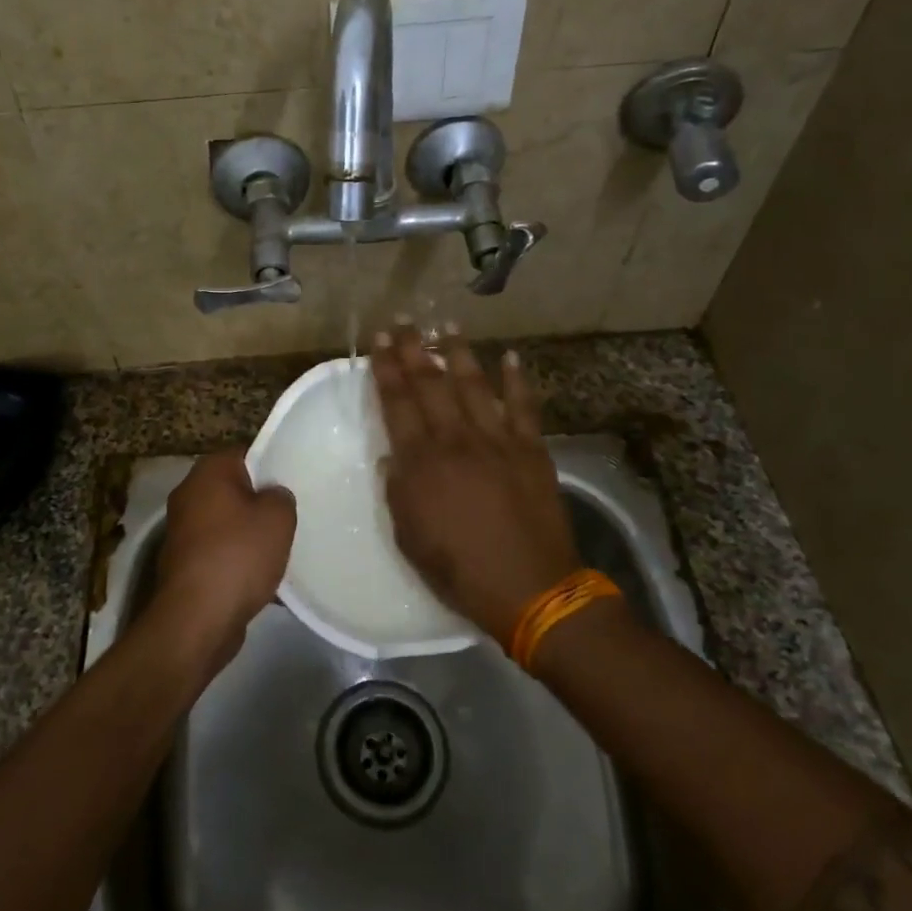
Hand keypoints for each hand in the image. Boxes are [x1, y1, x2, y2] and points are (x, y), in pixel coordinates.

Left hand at [154, 451, 295, 658]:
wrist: (197, 618)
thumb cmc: (238, 555)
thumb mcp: (278, 517)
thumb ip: (281, 496)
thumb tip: (273, 496)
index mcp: (208, 472)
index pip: (244, 453)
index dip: (270, 464)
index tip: (291, 482)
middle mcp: (188, 495)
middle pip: (233, 489)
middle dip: (259, 502)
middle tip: (289, 516)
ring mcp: (182, 531)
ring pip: (226, 523)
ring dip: (249, 535)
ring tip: (280, 549)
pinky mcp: (184, 564)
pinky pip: (219, 552)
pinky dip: (237, 561)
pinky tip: (262, 578)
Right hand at [369, 326, 578, 645]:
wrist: (531, 589)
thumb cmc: (460, 571)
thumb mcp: (410, 537)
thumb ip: (398, 491)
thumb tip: (393, 455)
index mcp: (422, 463)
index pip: (398, 403)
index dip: (386, 368)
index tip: (380, 340)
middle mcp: (457, 440)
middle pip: (431, 384)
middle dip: (415, 349)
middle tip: (404, 321)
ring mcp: (498, 441)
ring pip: (474, 385)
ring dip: (459, 353)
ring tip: (447, 326)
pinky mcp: (531, 450)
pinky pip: (523, 407)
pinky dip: (516, 380)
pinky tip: (509, 357)